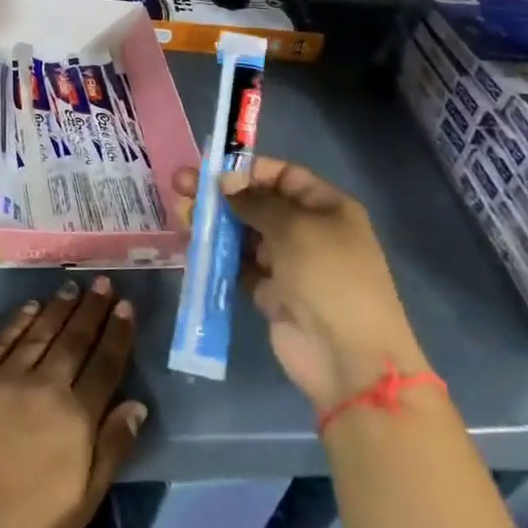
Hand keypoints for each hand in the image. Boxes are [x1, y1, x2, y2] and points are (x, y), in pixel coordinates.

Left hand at [0, 277, 145, 527]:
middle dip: (92, 310)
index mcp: (76, 419)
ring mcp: (7, 377)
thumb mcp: (82, 501)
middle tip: (103, 282)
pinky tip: (31, 306)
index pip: (104, 366)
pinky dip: (19, 320)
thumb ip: (111, 450)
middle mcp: (46, 387)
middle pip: (74, 341)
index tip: (125, 307)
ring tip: (73, 286)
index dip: (116, 335)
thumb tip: (136, 405)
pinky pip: (2, 339)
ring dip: (59, 308)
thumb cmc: (23, 523)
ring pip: (41, 333)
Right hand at [173, 157, 428, 409]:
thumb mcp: (295, 228)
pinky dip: (216, 255)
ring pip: (243, 234)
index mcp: (326, 208)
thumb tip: (223, 179)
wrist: (347, 358)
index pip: (283, 175)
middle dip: (221, 194)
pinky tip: (190, 244)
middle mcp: (307, 231)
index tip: (210, 168)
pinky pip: (238, 265)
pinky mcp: (269, 292)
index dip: (247, 169)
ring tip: (181, 215)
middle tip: (180, 186)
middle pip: (257, 203)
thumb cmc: (329, 278)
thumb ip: (254, 201)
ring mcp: (288, 263)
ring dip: (214, 223)